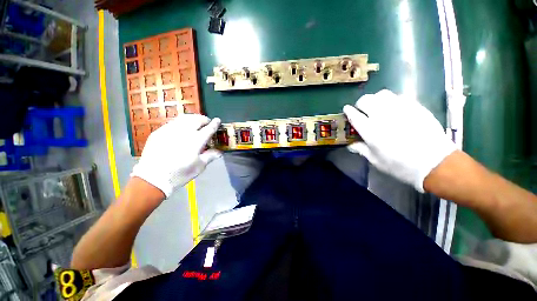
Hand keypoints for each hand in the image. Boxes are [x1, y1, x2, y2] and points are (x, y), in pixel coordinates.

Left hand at [131, 114, 221, 197]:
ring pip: (184, 118)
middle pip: (197, 119)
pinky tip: (181, 129)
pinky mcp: (159, 132)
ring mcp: (170, 130)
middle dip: (204, 119)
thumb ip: (211, 156)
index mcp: (196, 141)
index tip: (218, 120)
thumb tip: (220, 151)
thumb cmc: (180, 174)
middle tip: (207, 123)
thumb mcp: (200, 166)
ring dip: (193, 118)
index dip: (215, 124)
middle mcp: (184, 132)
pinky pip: (173, 123)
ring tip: (196, 122)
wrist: (152, 179)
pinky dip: (181, 123)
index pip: (209, 128)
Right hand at [343, 90, 455, 192]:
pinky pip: (399, 97)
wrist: (435, 163)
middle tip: (362, 110)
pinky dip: (392, 100)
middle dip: (361, 104)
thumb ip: (362, 149)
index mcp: (370, 130)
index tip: (346, 109)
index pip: (354, 115)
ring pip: (382, 94)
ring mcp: (400, 109)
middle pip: (366, 100)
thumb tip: (351, 145)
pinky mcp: (415, 107)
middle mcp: (382, 116)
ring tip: (378, 107)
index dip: (348, 111)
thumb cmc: (401, 165)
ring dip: (376, 99)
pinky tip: (394, 109)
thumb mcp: (376, 161)